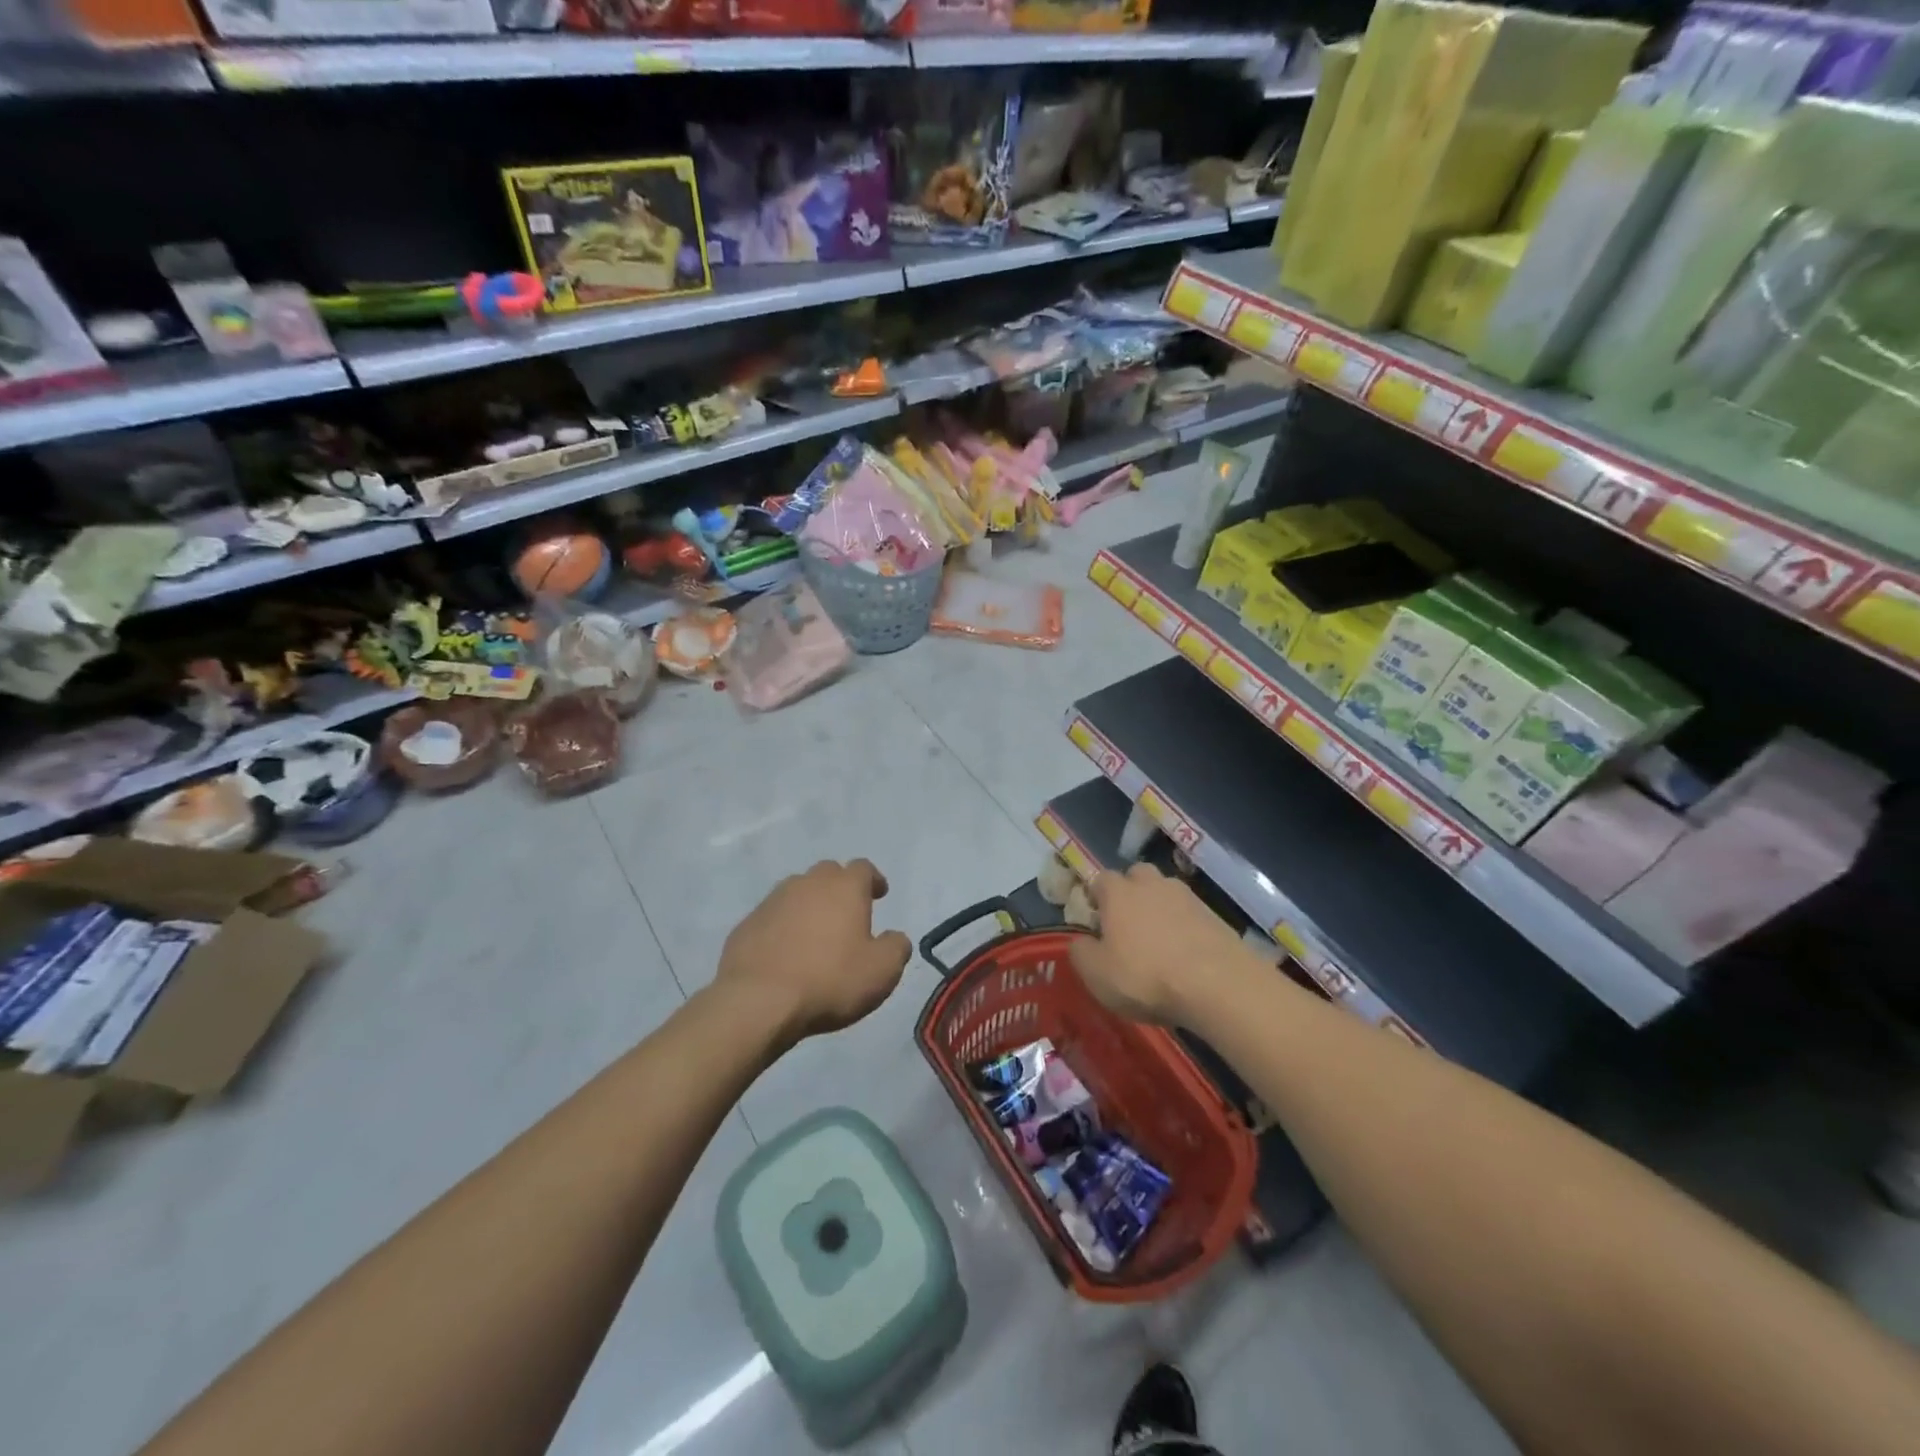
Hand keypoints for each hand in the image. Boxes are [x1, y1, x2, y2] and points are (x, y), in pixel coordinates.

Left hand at [717, 859, 911, 1044]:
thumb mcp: (882, 971)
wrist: (758, 1002)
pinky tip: (786, 952)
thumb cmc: (830, 981)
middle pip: (828, 873)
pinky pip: (772, 917)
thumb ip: (896, 947)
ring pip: (797, 891)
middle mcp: (808, 884)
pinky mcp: (747, 924)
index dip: (873, 880)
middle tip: (848, 912)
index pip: (863, 868)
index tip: (880, 894)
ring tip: (815, 933)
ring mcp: (772, 901)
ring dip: (809, 905)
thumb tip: (894, 937)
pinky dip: (783, 927)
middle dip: (840, 887)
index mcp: (844, 888)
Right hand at [1068, 863, 1251, 1024]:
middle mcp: (1152, 884)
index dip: (1095, 897)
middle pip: (1137, 876)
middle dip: (1131, 893)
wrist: (1217, 985)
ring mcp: (1188, 897)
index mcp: (1118, 892)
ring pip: (1166, 894)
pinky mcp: (1216, 917)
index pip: (1100, 879)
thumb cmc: (1145, 976)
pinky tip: (1184, 955)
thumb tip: (1082, 941)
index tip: (1094, 920)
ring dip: (1160, 910)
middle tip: (1127, 925)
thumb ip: (1081, 952)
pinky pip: (1191, 915)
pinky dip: (1184, 928)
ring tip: (1158, 942)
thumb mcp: (1096, 974)